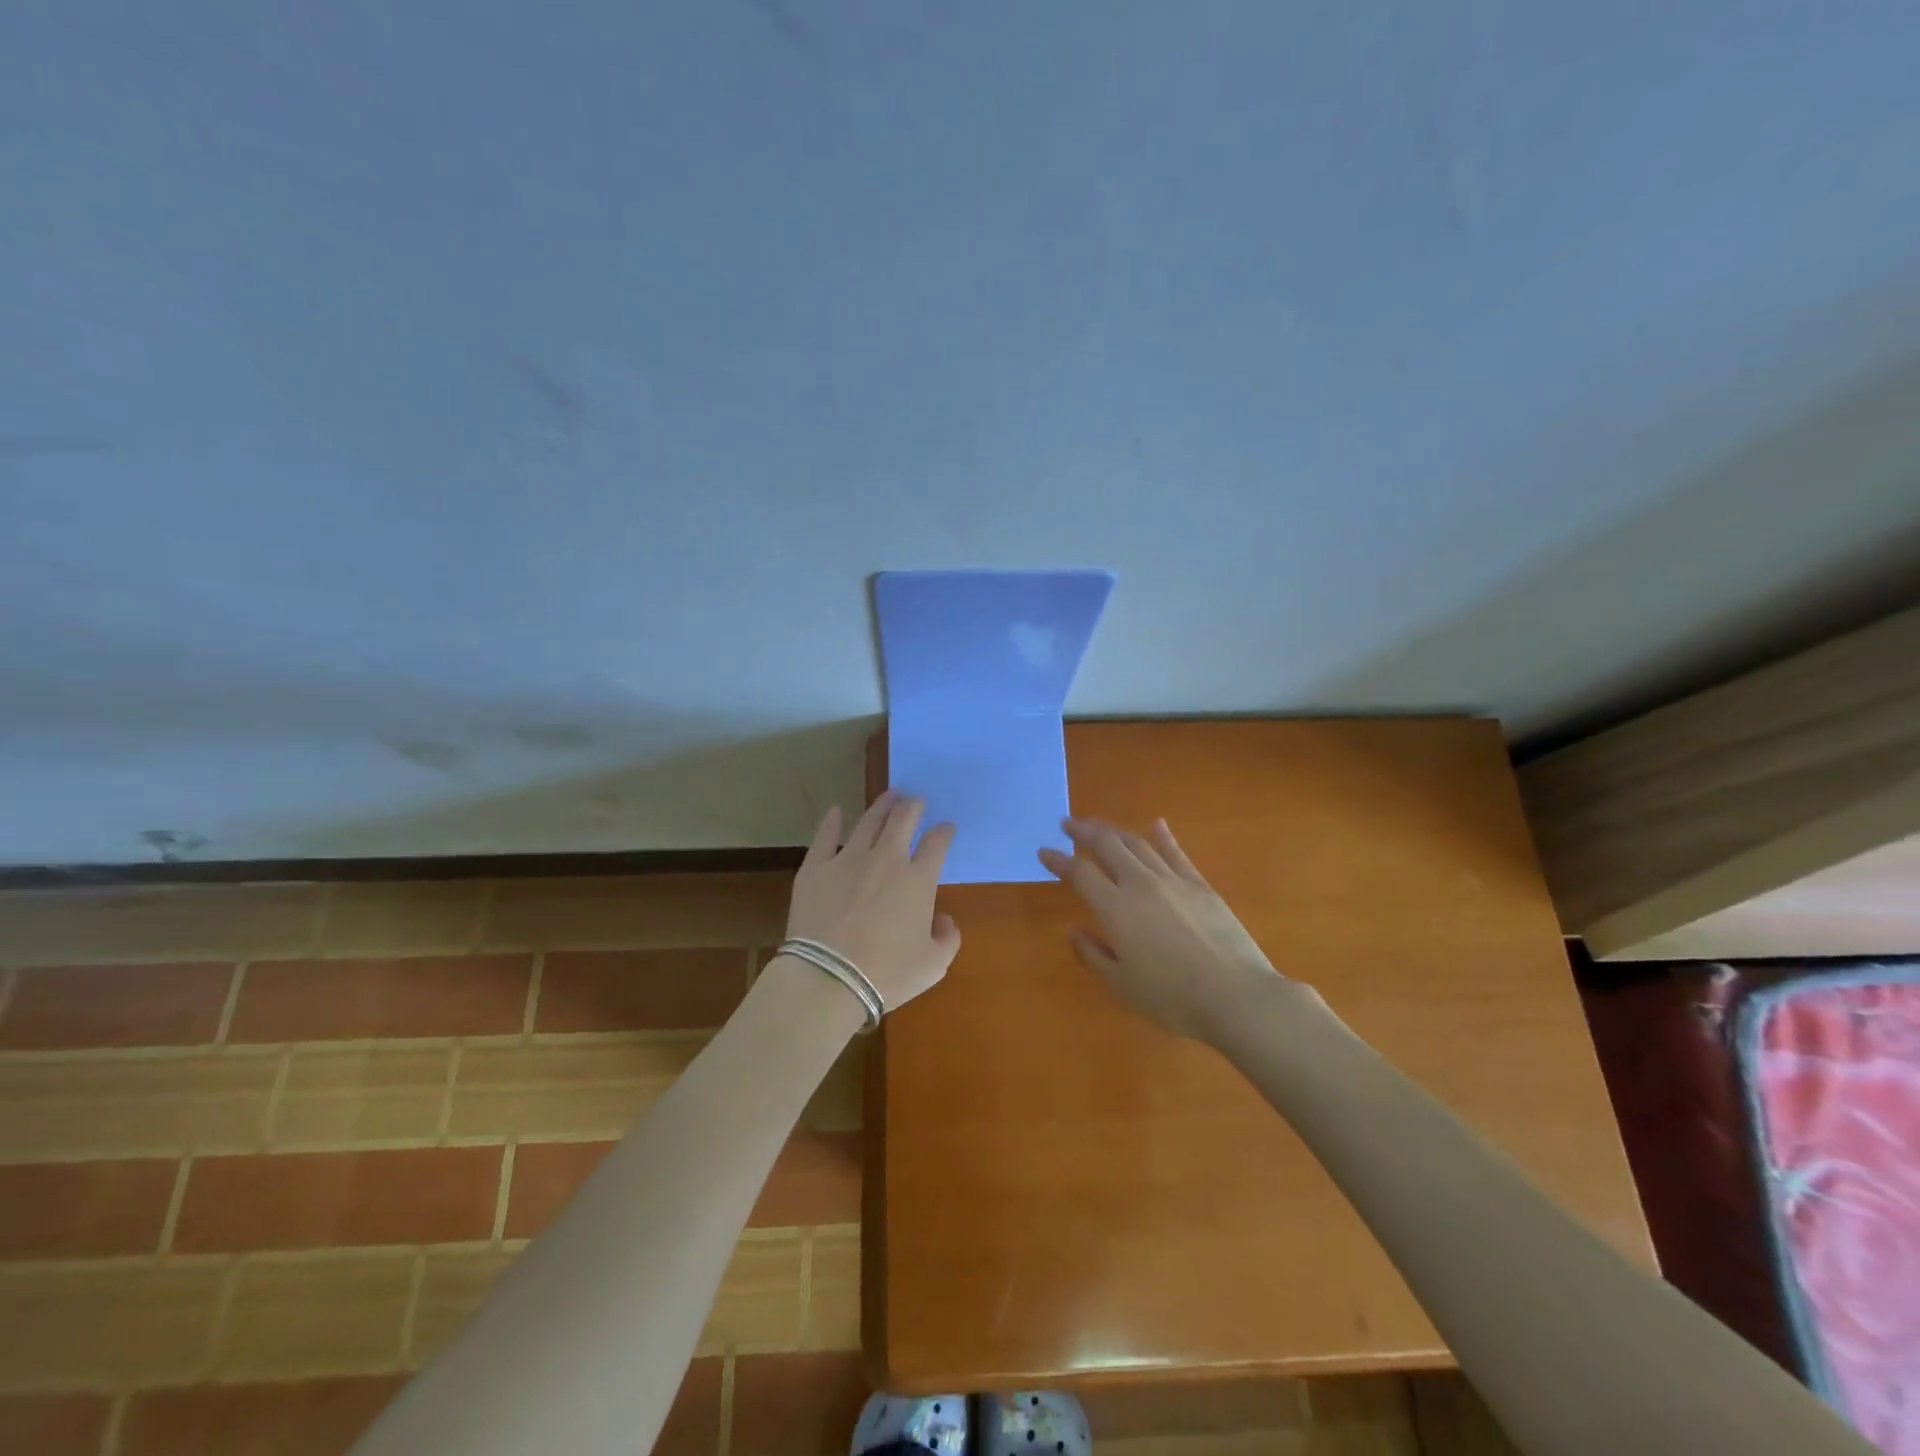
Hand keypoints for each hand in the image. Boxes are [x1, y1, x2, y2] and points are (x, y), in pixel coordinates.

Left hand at [784, 793, 960, 1011]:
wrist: (828, 978)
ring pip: (868, 821)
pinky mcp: (815, 867)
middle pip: (902, 820)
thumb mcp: (933, 965)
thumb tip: (943, 919)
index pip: (936, 844)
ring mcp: (847, 859)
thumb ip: (947, 937)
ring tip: (889, 796)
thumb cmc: (887, 974)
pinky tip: (836, 811)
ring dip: (881, 806)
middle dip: (913, 807)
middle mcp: (886, 859)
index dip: (944, 832)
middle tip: (915, 801)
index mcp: (918, 880)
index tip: (946, 828)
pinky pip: (825, 836)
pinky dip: (832, 821)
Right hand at [1038, 816, 1302, 1044]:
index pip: (1080, 874)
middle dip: (1084, 832)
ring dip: (1115, 831)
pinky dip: (1164, 837)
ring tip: (1099, 825)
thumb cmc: (1171, 998)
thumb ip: (1093, 955)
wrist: (1235, 995)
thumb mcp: (1121, 986)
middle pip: (1107, 846)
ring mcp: (1173, 881)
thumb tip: (1075, 931)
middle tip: (1068, 823)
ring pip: (1138, 845)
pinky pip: (1177, 854)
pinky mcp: (1200, 886)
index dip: (1059, 860)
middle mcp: (1140, 884)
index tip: (1044, 851)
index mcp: (1115, 908)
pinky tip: (1157, 825)